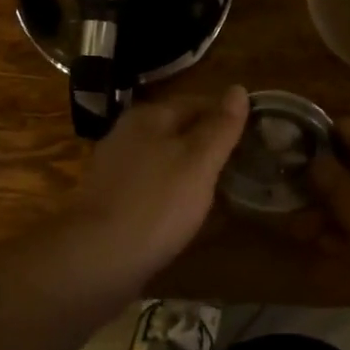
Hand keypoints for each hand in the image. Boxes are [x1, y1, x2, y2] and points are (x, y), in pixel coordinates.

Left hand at [63, 87, 248, 284]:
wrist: (96, 260)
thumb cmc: (155, 204)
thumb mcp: (198, 162)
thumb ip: (220, 127)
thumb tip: (238, 89)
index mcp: (148, 117)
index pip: (196, 102)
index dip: (225, 115)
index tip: (253, 133)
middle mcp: (127, 134)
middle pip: (177, 129)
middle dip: (207, 142)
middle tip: (241, 162)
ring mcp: (115, 168)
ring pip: (162, 158)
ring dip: (189, 169)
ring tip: (220, 188)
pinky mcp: (109, 201)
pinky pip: (149, 187)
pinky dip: (170, 193)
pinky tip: (185, 212)